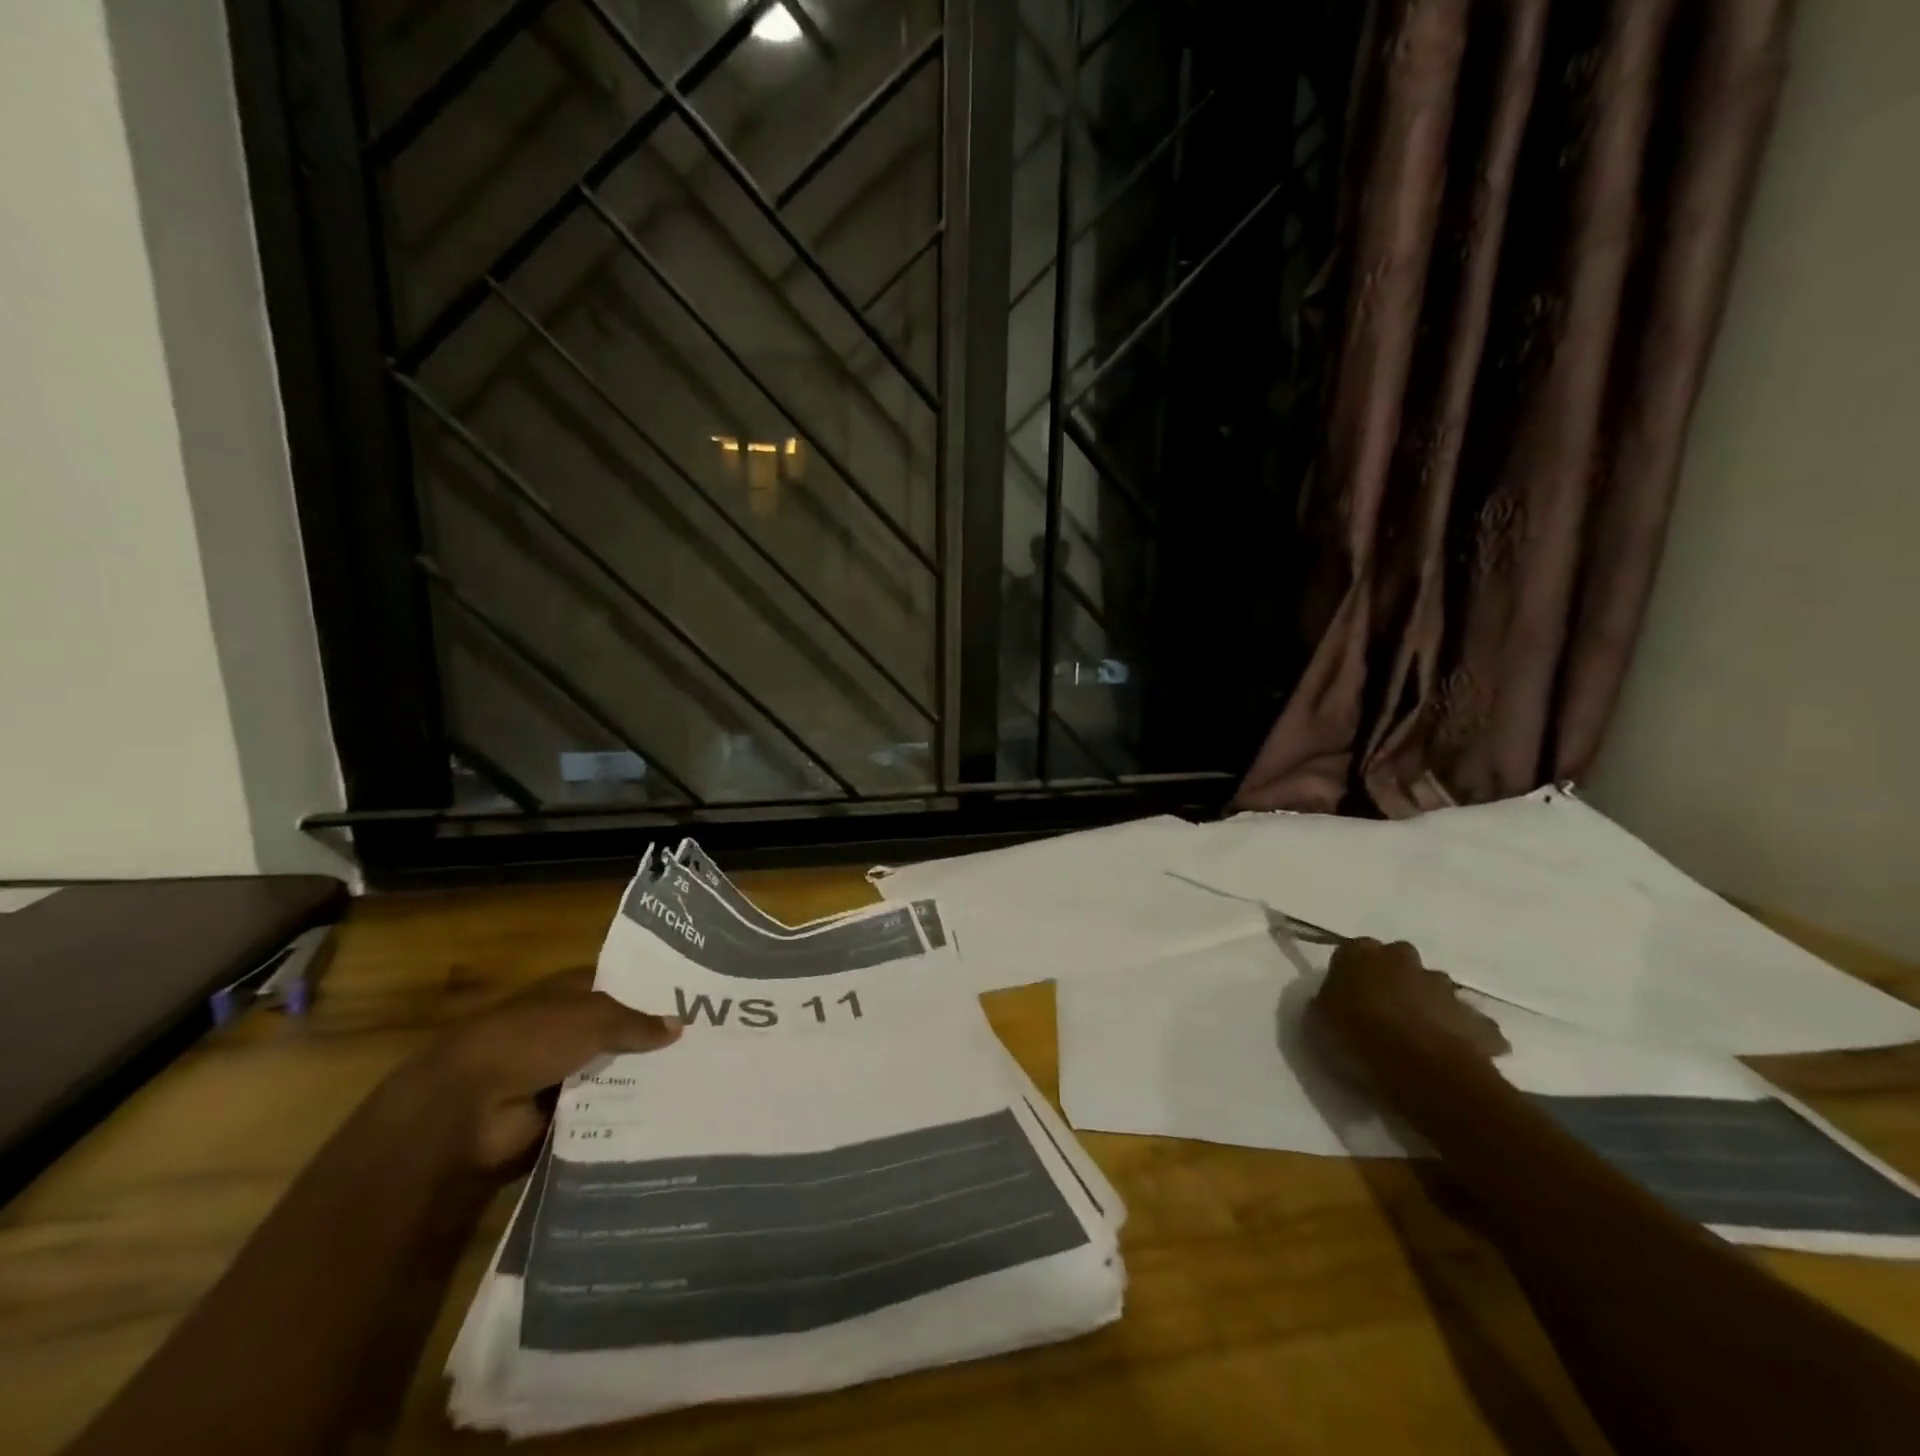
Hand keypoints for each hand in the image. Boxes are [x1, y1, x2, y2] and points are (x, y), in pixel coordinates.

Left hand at [415, 969, 681, 1173]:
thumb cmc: (529, 1040)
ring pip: (612, 1071)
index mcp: (568, 994)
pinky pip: (599, 1110)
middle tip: (706, 1046)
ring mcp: (559, 1072)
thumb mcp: (594, 1018)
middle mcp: (566, 1029)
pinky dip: (622, 1113)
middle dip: (653, 1040)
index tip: (694, 1000)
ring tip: (694, 1082)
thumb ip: (637, 1023)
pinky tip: (664, 1114)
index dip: (652, 991)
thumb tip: (679, 1026)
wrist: (465, 1107)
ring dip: (640, 1079)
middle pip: (619, 1031)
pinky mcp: (556, 1114)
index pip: (619, 986)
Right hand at [1308, 938, 1508, 1072]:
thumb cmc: (1356, 1037)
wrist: (1419, 1069)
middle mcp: (1403, 960)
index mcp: (1360, 954)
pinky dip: (1466, 1034)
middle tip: (1384, 1009)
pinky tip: (1454, 1055)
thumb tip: (1336, 1000)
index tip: (1346, 994)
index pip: (1352, 950)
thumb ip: (1327, 1002)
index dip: (1351, 972)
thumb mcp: (1317, 1019)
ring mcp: (1444, 988)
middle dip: (1395, 978)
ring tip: (1419, 1035)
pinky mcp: (1476, 1020)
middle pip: (1399, 960)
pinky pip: (1472, 1024)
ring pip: (1437, 988)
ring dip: (1430, 1003)